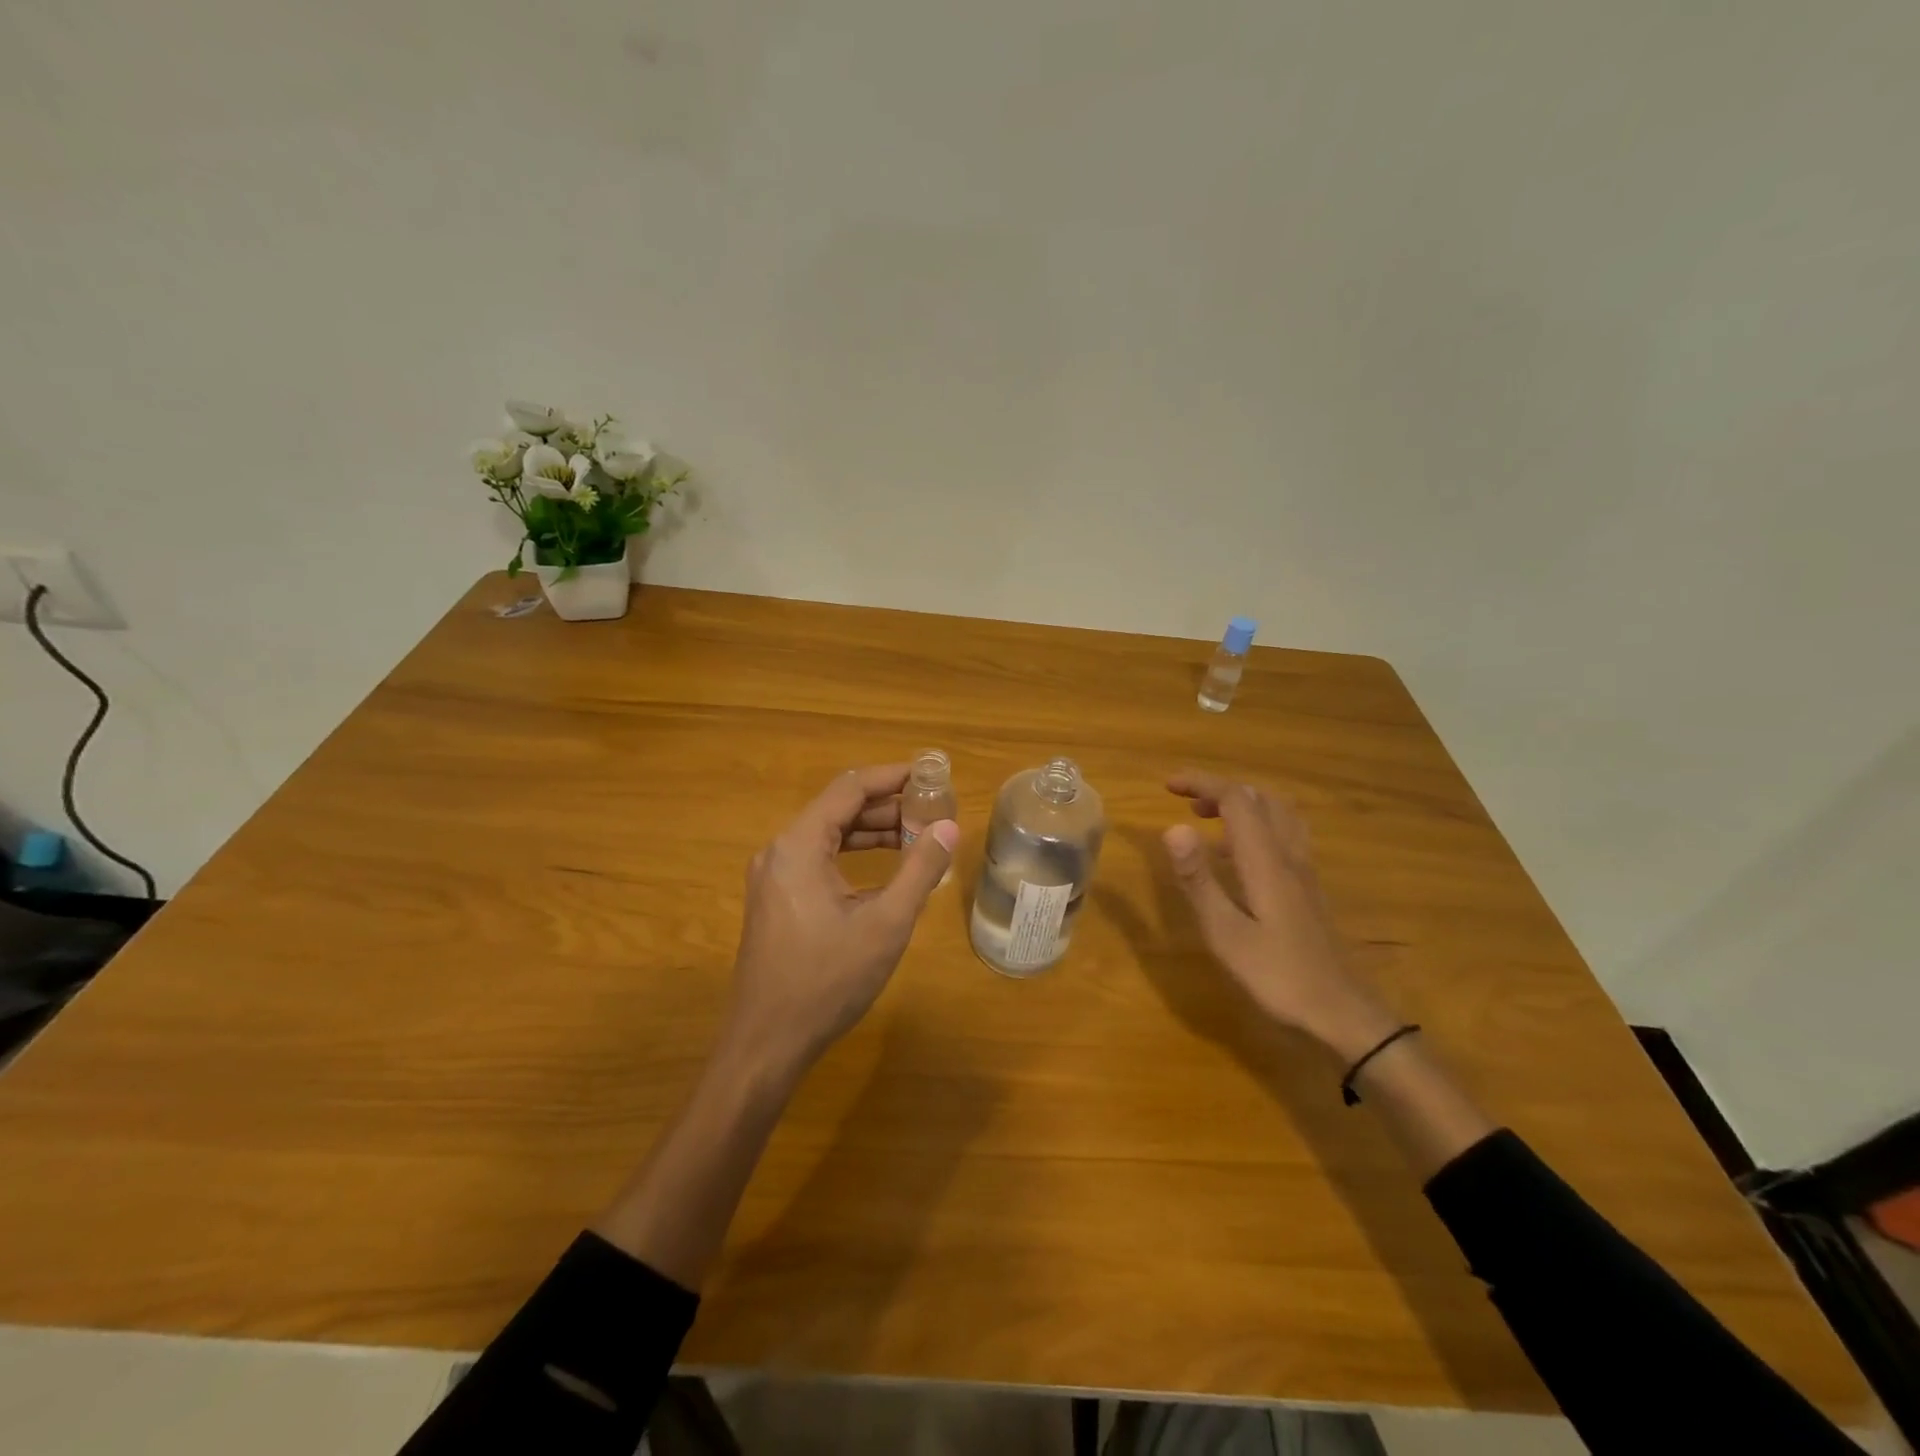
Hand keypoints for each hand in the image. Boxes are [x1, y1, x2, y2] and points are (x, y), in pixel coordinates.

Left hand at [720, 764, 958, 1090]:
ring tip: (919, 836)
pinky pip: (818, 860)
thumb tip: (950, 828)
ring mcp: (773, 877)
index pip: (849, 788)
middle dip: (887, 806)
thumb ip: (920, 871)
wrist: (766, 1043)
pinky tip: (886, 868)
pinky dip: (853, 856)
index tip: (931, 775)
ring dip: (872, 832)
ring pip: (828, 835)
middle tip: (933, 810)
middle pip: (838, 809)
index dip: (892, 777)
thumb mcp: (885, 924)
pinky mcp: (776, 900)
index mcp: (798, 846)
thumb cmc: (827, 981)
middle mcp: (780, 851)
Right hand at [1162, 770, 1398, 1062]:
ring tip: (1210, 819)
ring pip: (1279, 814)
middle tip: (1186, 801)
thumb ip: (1198, 880)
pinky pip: (1285, 836)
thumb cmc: (1278, 976)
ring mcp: (1305, 872)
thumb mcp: (1225, 933)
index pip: (1236, 800)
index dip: (1202, 783)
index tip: (1168, 785)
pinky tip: (1239, 856)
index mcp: (1266, 861)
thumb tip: (1172, 827)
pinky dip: (1258, 826)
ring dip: (1243, 804)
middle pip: (1261, 799)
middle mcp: (1289, 856)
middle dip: (1220, 789)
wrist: (1343, 1013)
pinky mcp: (1310, 889)